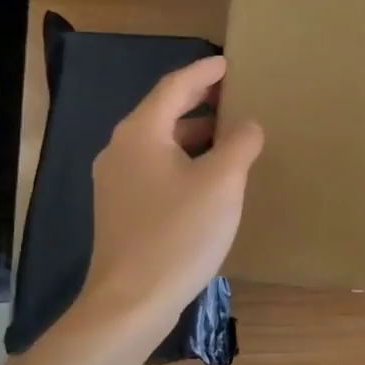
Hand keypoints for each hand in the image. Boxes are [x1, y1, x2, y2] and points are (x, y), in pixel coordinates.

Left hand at [83, 56, 263, 328]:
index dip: (204, 71)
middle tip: (235, 95)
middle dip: (200, 101)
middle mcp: (121, 149)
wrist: (131, 301)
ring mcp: (116, 181)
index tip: (229, 63)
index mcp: (141, 133)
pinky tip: (208, 176)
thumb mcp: (222, 183)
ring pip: (160, 142)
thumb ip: (240, 144)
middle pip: (163, 112)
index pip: (175, 86)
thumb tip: (248, 125)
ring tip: (229, 134)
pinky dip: (183, 159)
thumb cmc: (178, 234)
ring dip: (193, 133)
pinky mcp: (121, 208)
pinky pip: (155, 168)